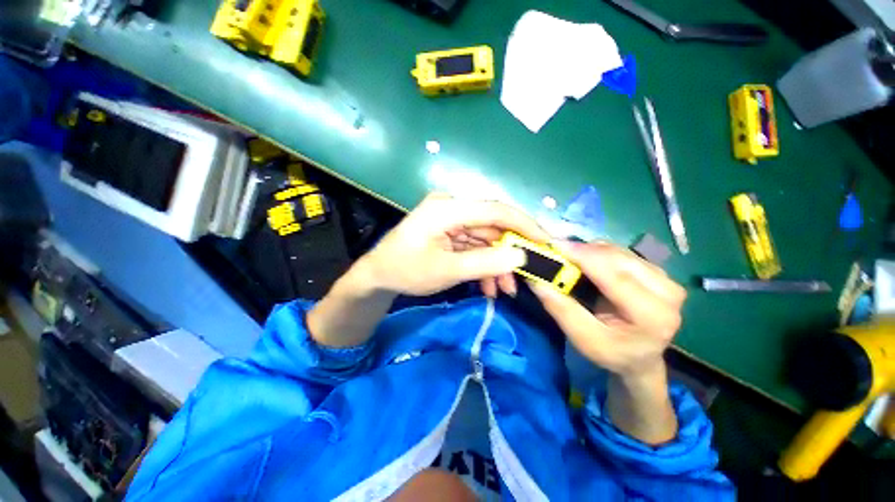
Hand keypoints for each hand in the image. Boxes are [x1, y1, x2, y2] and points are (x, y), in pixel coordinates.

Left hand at [361, 193, 548, 296]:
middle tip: (528, 275)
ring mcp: (451, 220)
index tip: (545, 243)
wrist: (377, 275)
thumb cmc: (406, 271)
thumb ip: (485, 262)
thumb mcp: (447, 270)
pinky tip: (490, 285)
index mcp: (447, 208)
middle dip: (510, 252)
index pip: (495, 210)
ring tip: (506, 290)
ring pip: (486, 239)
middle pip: (493, 225)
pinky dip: (484, 264)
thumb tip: (521, 255)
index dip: (524, 225)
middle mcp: (452, 208)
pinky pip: (475, 246)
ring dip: (497, 264)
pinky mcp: (450, 232)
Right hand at [529, 241, 685, 377]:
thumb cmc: (612, 352)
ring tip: (568, 258)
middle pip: (618, 258)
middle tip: (556, 252)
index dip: (585, 257)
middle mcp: (668, 292)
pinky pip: (621, 252)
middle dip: (583, 251)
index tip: (556, 246)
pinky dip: (598, 253)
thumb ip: (562, 309)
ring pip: (619, 251)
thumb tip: (537, 281)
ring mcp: (665, 278)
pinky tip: (586, 261)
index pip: (616, 277)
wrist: (640, 357)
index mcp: (653, 315)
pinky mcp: (656, 270)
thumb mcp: (584, 339)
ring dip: (589, 251)